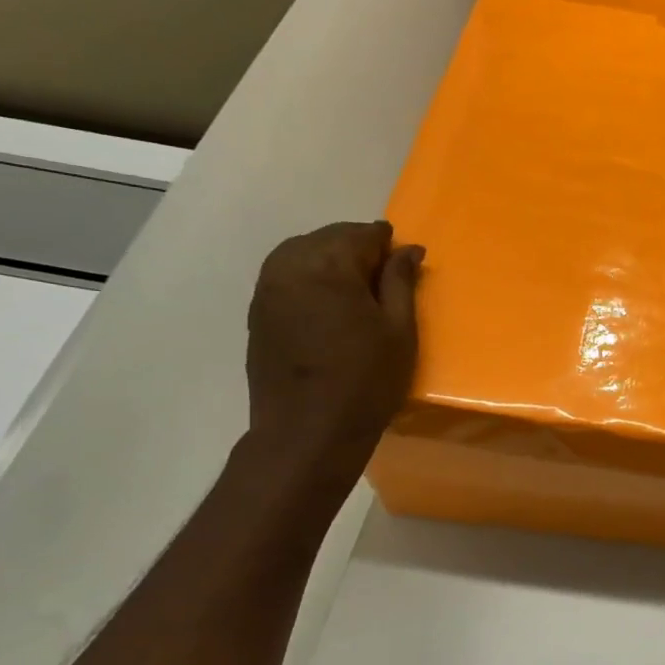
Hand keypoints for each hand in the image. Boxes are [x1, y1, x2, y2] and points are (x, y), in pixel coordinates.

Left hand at [245, 221, 423, 482]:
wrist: (307, 430)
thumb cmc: (366, 380)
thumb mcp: (399, 331)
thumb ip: (401, 282)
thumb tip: (408, 250)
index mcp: (330, 265)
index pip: (362, 234)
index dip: (387, 243)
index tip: (406, 259)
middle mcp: (291, 265)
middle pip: (328, 237)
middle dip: (358, 247)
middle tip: (385, 274)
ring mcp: (267, 287)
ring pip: (302, 252)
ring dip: (331, 259)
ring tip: (356, 287)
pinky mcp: (257, 310)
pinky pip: (285, 274)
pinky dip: (309, 276)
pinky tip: (328, 300)